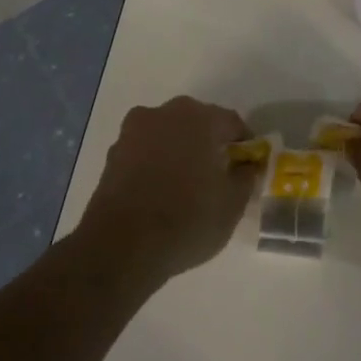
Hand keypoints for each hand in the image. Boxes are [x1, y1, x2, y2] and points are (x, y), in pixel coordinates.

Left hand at [76, 97, 255, 287]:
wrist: (120, 246)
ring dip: (179, 150)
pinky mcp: (113, 153)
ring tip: (186, 184)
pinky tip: (159, 191)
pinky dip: (155, 163)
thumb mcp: (232, 205)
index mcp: (199, 118)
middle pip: (197, 122)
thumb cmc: (186, 220)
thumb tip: (246, 165)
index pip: (231, 122)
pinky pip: (145, 150)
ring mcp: (134, 131)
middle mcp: (165, 113)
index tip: (247, 167)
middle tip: (217, 174)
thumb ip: (245, 177)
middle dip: (209, 143)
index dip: (243, 144)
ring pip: (167, 134)